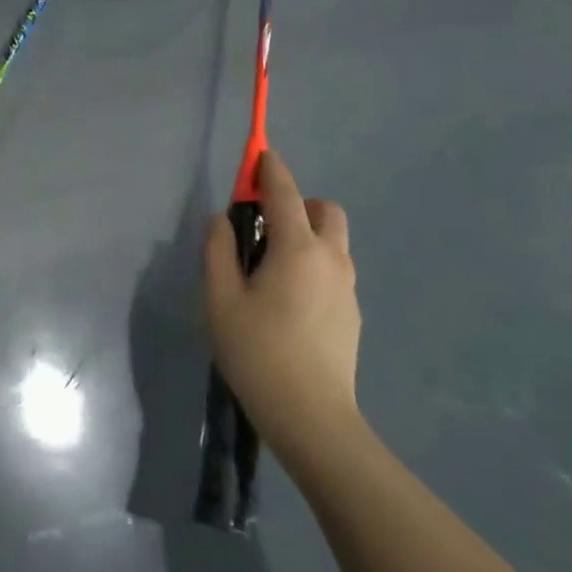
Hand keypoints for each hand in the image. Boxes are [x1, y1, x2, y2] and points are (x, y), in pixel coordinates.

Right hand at [204, 150, 361, 457]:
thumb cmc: (257, 352)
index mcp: (298, 249)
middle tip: (263, 227)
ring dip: (306, 235)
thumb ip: (218, 250)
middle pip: (325, 210)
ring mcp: (348, 287)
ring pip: (332, 241)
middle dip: (298, 203)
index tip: (259, 155)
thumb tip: (223, 220)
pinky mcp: (352, 313)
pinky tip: (286, 301)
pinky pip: (333, 270)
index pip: (285, 193)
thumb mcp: (220, 299)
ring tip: (269, 269)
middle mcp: (331, 259)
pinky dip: (312, 264)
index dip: (270, 169)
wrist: (311, 416)